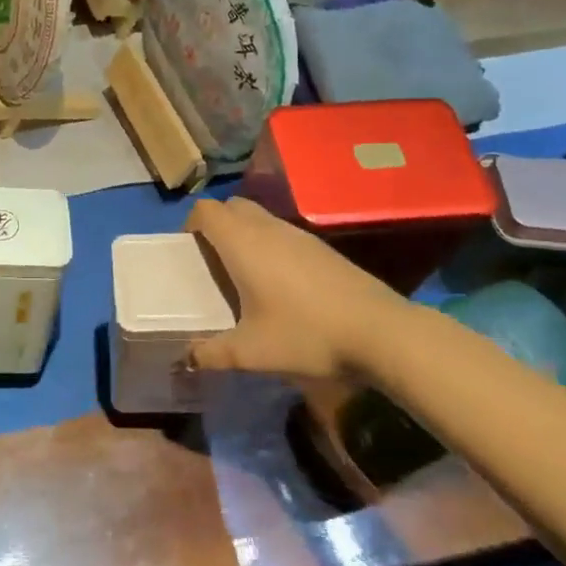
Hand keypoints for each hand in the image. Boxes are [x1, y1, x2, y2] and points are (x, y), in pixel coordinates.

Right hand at [184, 197, 409, 379]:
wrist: (379, 331)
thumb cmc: (306, 334)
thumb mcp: (252, 352)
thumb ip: (213, 353)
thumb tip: (186, 359)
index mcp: (243, 243)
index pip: (206, 210)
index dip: (191, 224)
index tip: (188, 251)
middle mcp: (267, 228)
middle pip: (232, 206)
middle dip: (217, 225)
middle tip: (213, 261)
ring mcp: (298, 234)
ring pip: (260, 217)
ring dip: (245, 234)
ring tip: (244, 274)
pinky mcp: (322, 247)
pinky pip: (283, 232)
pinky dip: (270, 245)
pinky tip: (281, 285)